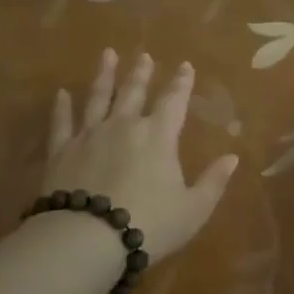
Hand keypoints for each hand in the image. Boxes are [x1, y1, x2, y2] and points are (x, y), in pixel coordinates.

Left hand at [40, 49, 238, 261]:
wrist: (88, 238)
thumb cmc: (150, 225)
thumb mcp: (193, 209)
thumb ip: (213, 181)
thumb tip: (233, 157)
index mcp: (159, 136)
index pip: (174, 101)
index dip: (181, 83)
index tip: (185, 66)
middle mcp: (124, 126)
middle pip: (134, 92)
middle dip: (141, 73)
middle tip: (144, 55)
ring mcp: (90, 135)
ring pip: (98, 98)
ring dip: (104, 75)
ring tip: (107, 55)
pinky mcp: (61, 151)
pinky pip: (62, 122)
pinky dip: (62, 107)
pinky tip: (62, 94)